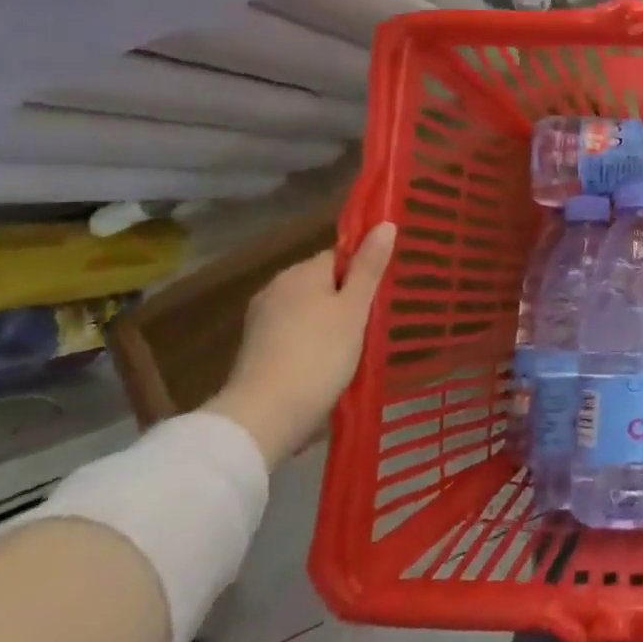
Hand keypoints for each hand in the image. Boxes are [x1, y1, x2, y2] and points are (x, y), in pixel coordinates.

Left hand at [207, 222, 396, 468]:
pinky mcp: (257, 348)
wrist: (264, 418)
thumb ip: (369, 268)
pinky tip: (329, 361)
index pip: (340, 255)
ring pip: (310, 308)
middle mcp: (277, 287)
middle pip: (324, 281)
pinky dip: (313, 340)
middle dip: (349, 297)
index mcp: (301, 272)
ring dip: (332, 320)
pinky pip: (295, 331)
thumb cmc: (318, 356)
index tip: (385, 293)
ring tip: (358, 344)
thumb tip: (385, 224)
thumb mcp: (354, 310)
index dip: (365, 270)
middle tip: (377, 321)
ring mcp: (262, 319)